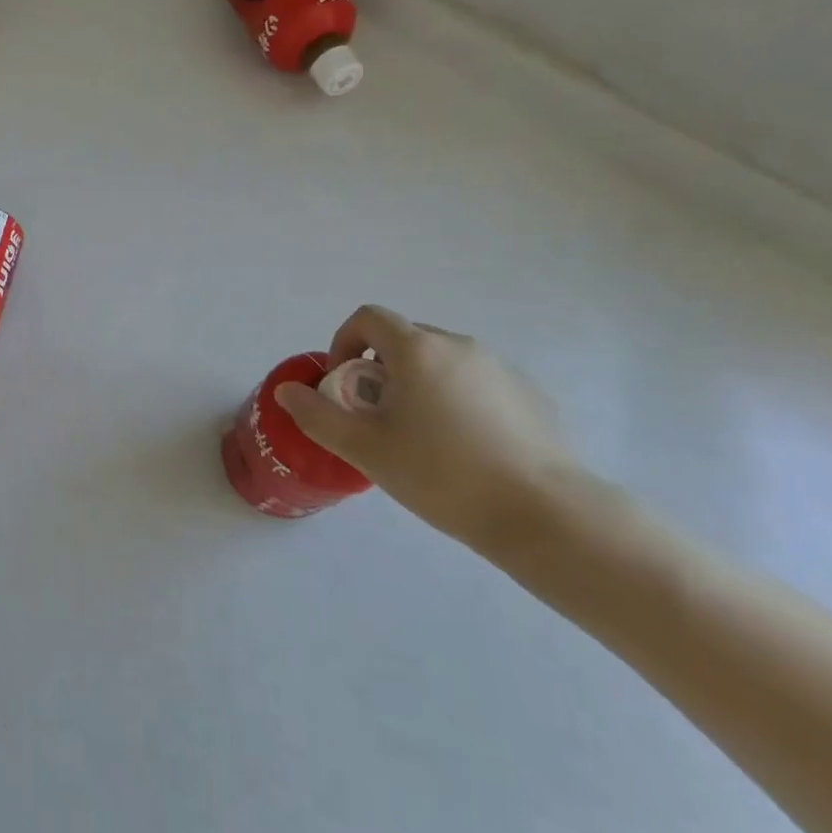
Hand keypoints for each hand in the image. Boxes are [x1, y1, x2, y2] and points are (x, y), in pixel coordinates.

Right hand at [274, 305, 580, 554]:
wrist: (544, 514)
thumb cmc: (442, 474)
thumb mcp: (365, 449)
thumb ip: (318, 415)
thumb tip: (288, 391)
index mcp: (418, 349)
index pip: (368, 318)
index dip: (345, 343)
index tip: (344, 385)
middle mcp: (460, 345)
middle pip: (404, 339)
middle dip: (380, 369)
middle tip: (378, 418)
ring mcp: (501, 367)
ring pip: (442, 362)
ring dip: (419, 384)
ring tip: (423, 437)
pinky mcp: (530, 394)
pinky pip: (477, 382)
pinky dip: (457, 399)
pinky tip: (466, 449)